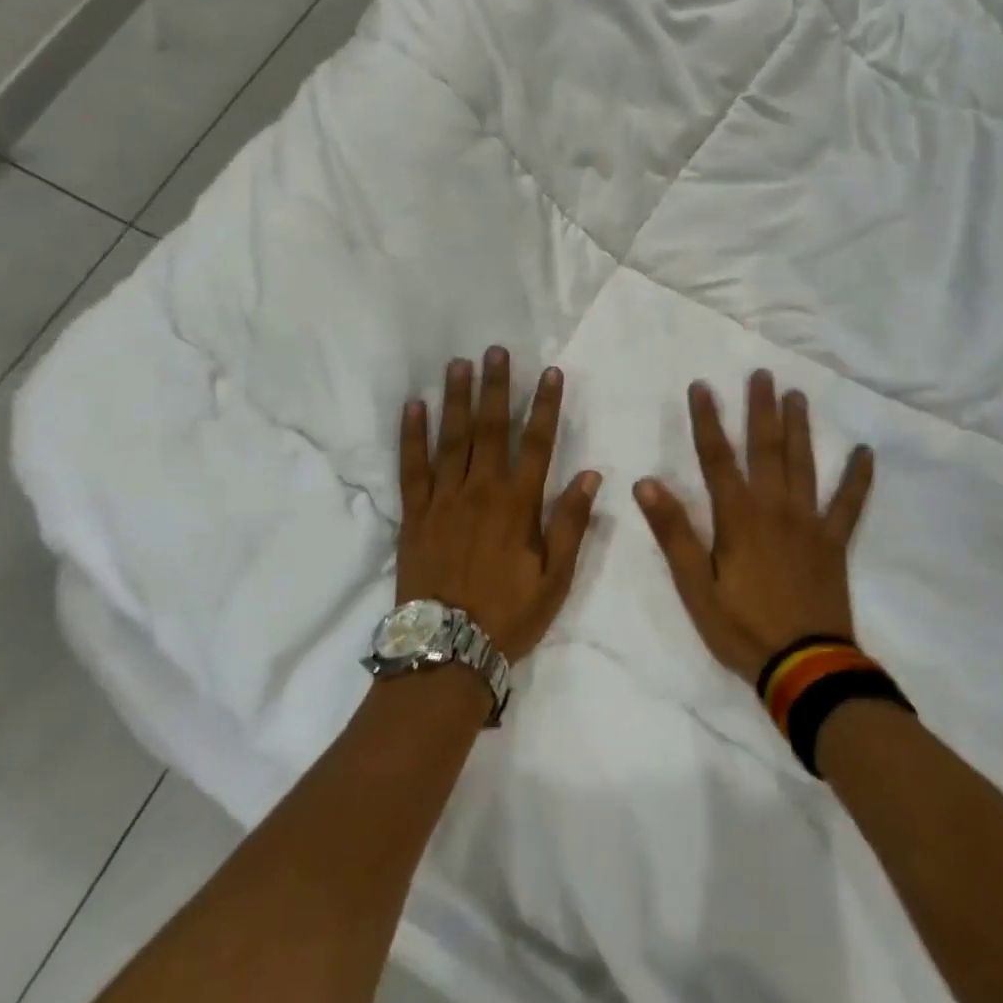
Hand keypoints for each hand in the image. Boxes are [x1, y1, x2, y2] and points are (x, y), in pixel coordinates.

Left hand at [397, 348, 601, 661]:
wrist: (446, 652)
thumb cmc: (508, 616)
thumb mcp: (555, 579)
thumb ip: (571, 524)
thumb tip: (591, 474)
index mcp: (518, 505)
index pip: (537, 443)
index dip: (545, 406)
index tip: (550, 373)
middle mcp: (480, 491)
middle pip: (490, 429)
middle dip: (496, 387)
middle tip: (496, 350)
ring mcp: (443, 500)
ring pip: (451, 439)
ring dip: (456, 399)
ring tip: (458, 364)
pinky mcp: (413, 514)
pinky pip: (411, 467)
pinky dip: (412, 435)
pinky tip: (413, 407)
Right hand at [634, 372, 873, 685]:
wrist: (805, 668)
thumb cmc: (742, 628)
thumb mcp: (695, 586)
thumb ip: (673, 532)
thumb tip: (646, 482)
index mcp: (738, 517)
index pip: (717, 457)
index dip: (707, 420)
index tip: (702, 386)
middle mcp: (775, 508)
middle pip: (766, 449)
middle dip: (761, 410)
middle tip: (762, 375)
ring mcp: (809, 523)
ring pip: (804, 465)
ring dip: (800, 428)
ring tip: (798, 396)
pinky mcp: (834, 543)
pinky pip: (849, 505)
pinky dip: (858, 479)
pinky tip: (866, 453)